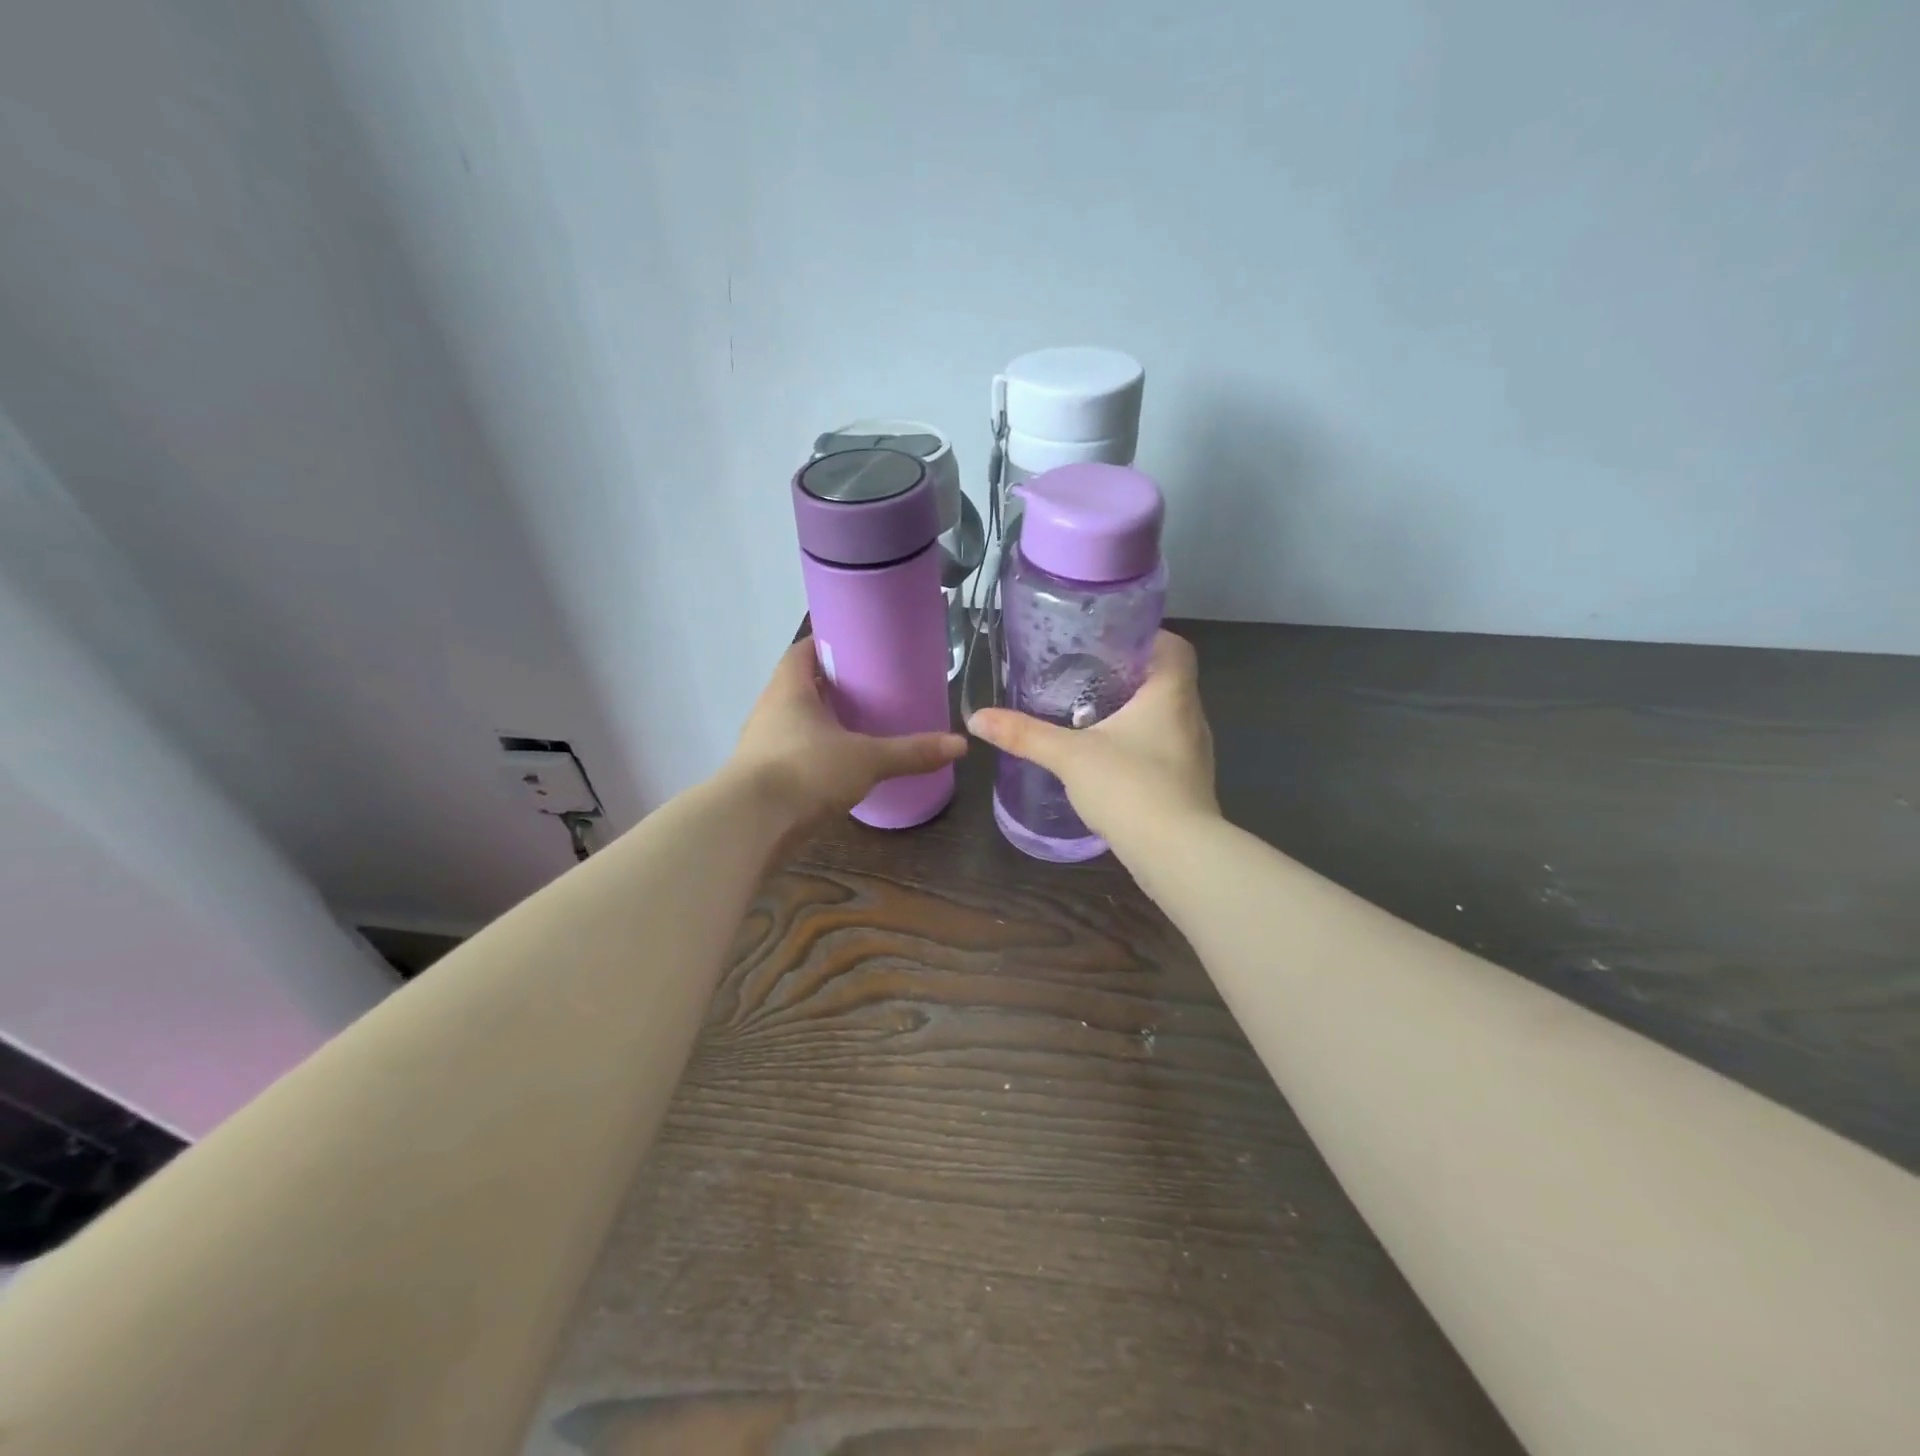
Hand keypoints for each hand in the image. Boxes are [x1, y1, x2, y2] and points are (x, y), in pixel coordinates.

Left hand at [729, 638, 967, 822]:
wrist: (750, 825)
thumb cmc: (805, 771)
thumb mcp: (866, 759)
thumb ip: (911, 752)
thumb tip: (959, 745)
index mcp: (789, 689)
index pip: (803, 651)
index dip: (827, 644)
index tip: (857, 647)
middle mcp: (770, 710)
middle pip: (799, 686)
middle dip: (831, 686)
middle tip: (870, 688)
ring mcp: (761, 745)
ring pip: (795, 722)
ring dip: (821, 722)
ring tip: (859, 726)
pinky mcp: (762, 778)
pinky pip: (792, 754)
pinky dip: (814, 754)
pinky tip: (839, 766)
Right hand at [967, 631, 1218, 859]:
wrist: (1176, 853)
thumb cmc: (1130, 787)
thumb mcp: (1069, 756)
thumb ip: (1025, 735)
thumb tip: (977, 718)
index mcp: (1171, 693)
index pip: (1174, 647)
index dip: (1145, 638)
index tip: (1109, 643)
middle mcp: (1191, 716)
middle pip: (1167, 680)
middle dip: (1130, 676)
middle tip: (1087, 676)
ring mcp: (1195, 753)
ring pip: (1166, 717)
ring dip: (1135, 713)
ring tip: (1093, 714)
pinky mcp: (1189, 783)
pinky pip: (1165, 749)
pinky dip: (1141, 745)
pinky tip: (1109, 759)